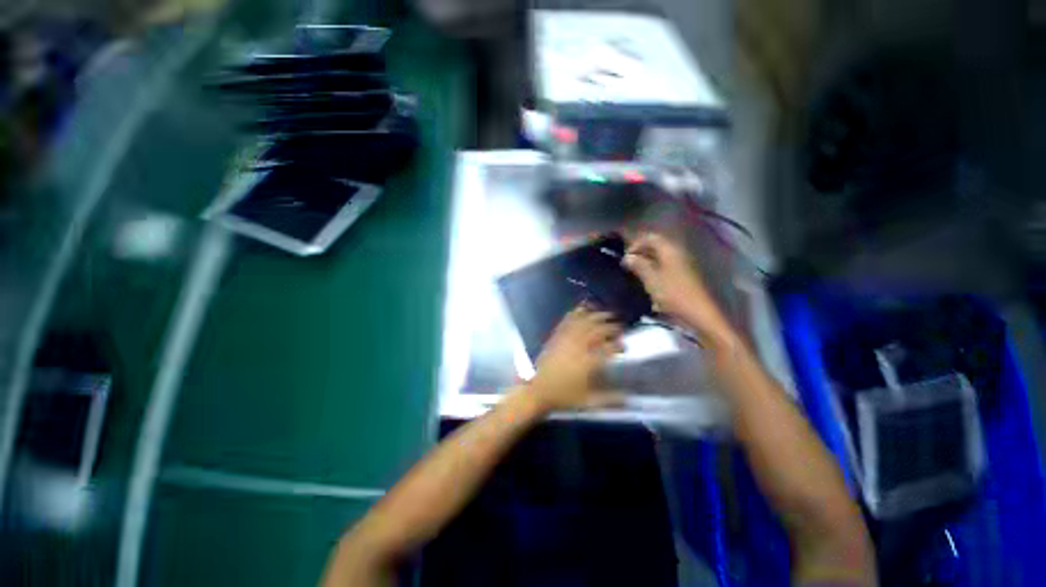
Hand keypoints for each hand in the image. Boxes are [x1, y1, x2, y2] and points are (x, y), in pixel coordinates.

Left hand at [528, 306, 624, 411]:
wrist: (538, 390)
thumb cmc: (563, 396)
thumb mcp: (588, 402)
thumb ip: (609, 399)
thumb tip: (628, 399)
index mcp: (587, 362)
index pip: (608, 348)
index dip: (619, 345)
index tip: (624, 347)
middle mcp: (578, 346)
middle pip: (598, 330)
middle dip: (611, 327)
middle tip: (620, 328)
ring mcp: (566, 339)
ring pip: (584, 322)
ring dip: (597, 316)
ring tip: (607, 314)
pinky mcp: (556, 336)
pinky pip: (568, 320)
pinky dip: (576, 312)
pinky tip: (583, 308)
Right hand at [622, 233, 735, 347]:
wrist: (699, 315)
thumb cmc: (674, 295)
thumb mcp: (652, 280)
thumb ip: (639, 266)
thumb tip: (627, 257)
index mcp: (670, 250)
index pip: (651, 237)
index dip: (636, 244)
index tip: (625, 257)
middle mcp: (678, 254)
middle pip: (656, 246)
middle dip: (640, 253)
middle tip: (628, 266)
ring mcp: (682, 266)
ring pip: (660, 258)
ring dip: (646, 263)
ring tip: (634, 274)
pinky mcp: (683, 277)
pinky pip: (665, 268)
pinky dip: (654, 271)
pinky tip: (647, 283)